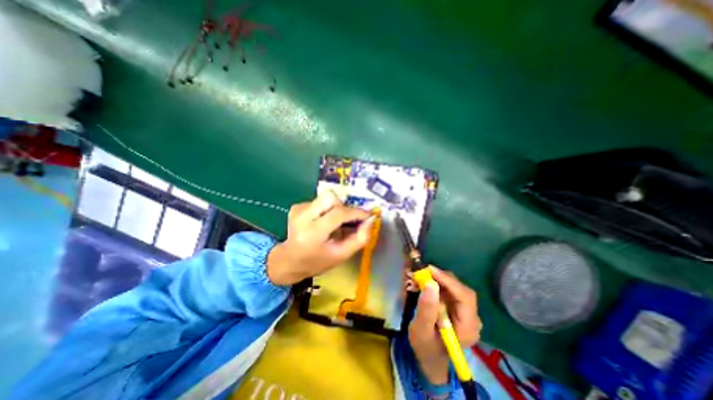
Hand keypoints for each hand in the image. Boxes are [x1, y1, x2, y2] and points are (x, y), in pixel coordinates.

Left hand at [265, 191, 369, 284]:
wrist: (290, 261)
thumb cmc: (318, 261)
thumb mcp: (342, 255)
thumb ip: (360, 238)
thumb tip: (370, 220)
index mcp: (313, 233)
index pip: (338, 214)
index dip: (356, 212)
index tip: (367, 215)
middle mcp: (302, 217)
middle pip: (330, 197)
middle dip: (343, 206)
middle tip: (347, 220)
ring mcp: (298, 210)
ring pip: (325, 197)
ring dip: (335, 208)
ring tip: (333, 223)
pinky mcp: (296, 206)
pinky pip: (319, 200)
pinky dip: (326, 209)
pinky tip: (322, 221)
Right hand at [409, 266, 480, 385]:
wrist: (429, 357)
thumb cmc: (425, 347)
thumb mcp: (421, 330)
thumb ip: (426, 309)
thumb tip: (430, 284)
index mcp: (468, 328)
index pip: (465, 297)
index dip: (449, 281)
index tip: (430, 270)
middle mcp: (471, 318)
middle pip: (460, 290)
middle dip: (441, 278)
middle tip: (422, 272)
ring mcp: (465, 312)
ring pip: (454, 287)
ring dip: (436, 279)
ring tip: (418, 278)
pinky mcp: (457, 307)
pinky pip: (448, 290)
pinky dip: (435, 284)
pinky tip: (423, 284)